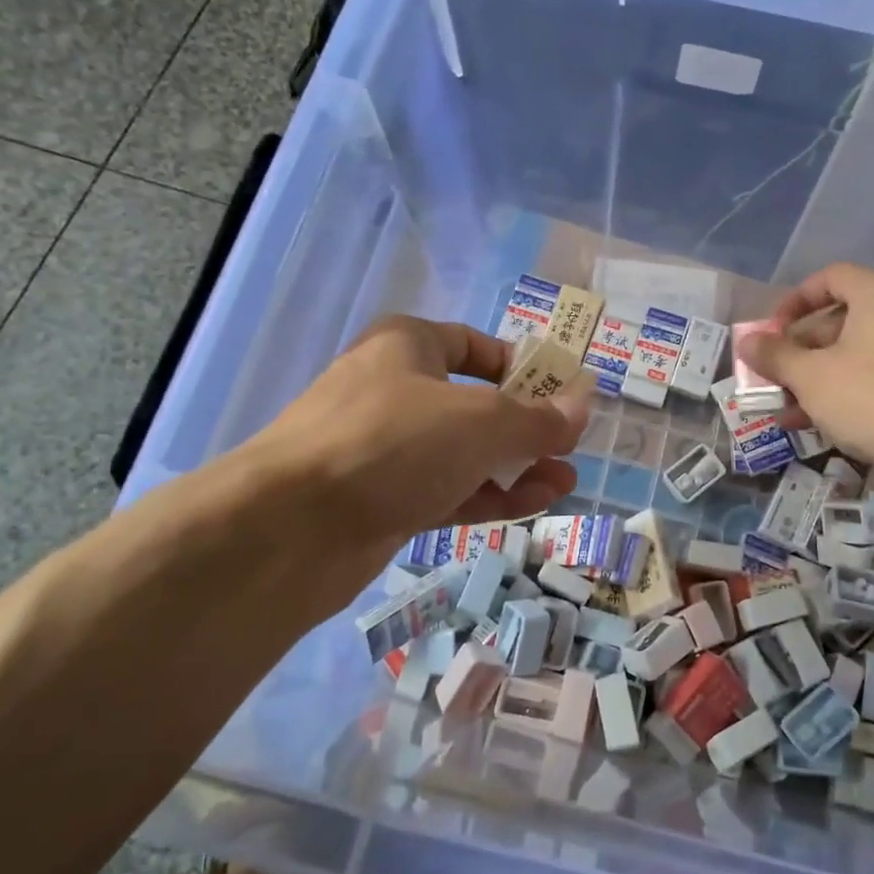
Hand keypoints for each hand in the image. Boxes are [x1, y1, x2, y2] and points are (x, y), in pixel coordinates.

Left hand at [242, 316, 587, 549]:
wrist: (289, 528)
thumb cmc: (393, 444)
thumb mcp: (481, 422)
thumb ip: (538, 417)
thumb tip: (584, 404)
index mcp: (407, 346)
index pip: (474, 344)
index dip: (521, 366)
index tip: (559, 393)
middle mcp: (394, 390)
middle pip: (473, 403)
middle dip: (526, 427)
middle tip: (569, 449)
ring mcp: (384, 449)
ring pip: (462, 453)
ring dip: (515, 466)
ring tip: (564, 483)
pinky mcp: (380, 500)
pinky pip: (446, 489)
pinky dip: (488, 495)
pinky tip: (533, 504)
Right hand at [735, 264, 873, 469]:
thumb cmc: (869, 398)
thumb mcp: (809, 376)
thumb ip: (774, 355)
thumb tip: (747, 342)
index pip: (830, 278)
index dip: (794, 302)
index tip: (772, 331)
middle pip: (840, 319)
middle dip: (799, 349)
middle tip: (773, 373)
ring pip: (854, 353)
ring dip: (814, 376)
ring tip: (784, 405)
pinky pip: (873, 375)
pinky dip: (842, 390)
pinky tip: (812, 421)